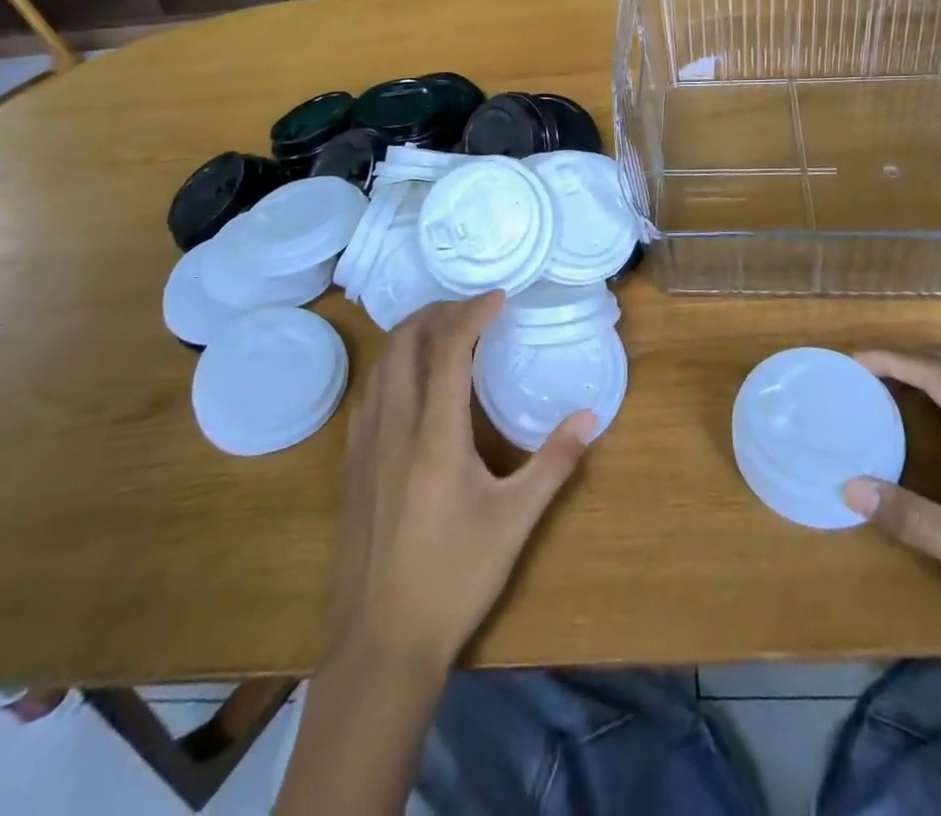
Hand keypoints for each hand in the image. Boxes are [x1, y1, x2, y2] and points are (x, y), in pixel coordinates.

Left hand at [325, 292, 595, 669]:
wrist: (381, 643)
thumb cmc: (455, 578)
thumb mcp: (515, 521)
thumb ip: (554, 463)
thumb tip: (590, 417)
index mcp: (435, 436)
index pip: (449, 349)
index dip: (473, 313)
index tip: (500, 297)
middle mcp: (393, 427)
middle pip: (404, 342)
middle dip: (437, 312)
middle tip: (472, 310)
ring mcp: (364, 445)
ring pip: (381, 365)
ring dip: (411, 336)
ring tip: (445, 334)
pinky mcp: (350, 465)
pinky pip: (369, 394)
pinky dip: (393, 367)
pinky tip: (413, 384)